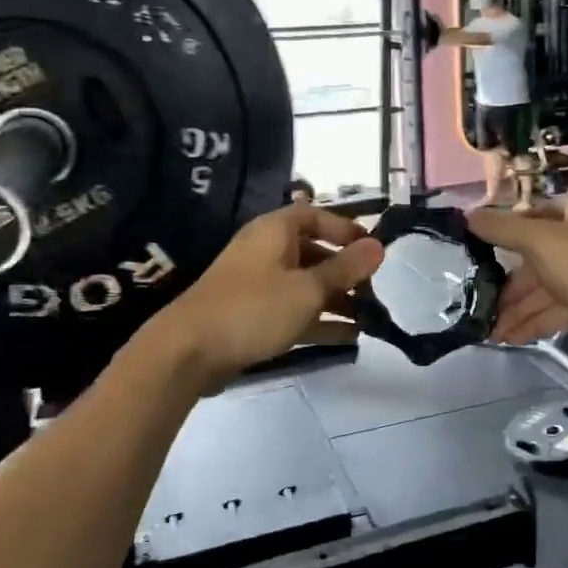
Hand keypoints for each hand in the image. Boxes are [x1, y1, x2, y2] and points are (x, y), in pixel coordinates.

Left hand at [146, 203, 383, 390]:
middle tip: (373, 291)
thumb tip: (379, 246)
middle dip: (345, 271)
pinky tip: (348, 337)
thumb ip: (345, 269)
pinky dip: (319, 320)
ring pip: (306, 285)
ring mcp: (258, 285)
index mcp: (274, 231)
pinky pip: (294, 310)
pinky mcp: (253, 316)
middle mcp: (266, 252)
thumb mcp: (308, 288)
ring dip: (336, 299)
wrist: (189, 351)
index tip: (373, 249)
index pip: (315, 216)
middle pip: (313, 252)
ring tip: (368, 318)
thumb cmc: (254, 308)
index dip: (345, 229)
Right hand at [468, 196, 567, 350]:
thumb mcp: (542, 243)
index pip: (533, 215)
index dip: (504, 232)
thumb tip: (466, 215)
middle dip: (509, 286)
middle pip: (538, 258)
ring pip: (549, 288)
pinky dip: (539, 321)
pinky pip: (563, 309)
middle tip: (480, 308)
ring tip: (491, 334)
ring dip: (520, 310)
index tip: (476, 255)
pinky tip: (515, 338)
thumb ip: (503, 229)